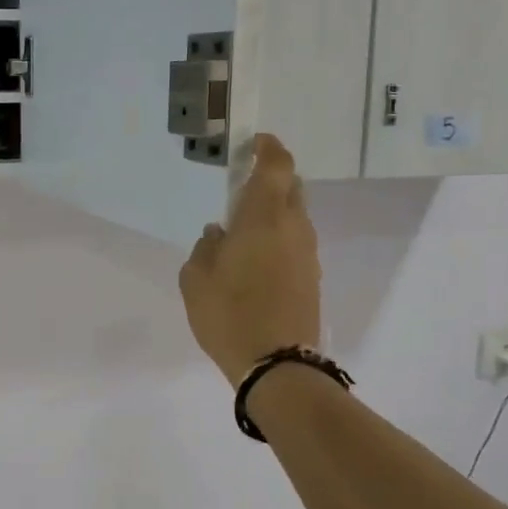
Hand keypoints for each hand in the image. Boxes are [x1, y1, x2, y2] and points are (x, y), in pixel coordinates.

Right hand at [178, 135, 320, 386]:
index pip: (276, 165)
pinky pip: (295, 243)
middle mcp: (294, 227)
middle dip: (269, 180)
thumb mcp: (195, 279)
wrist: (277, 365)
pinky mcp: (312, 278)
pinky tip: (254, 262)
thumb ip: (205, 247)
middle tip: (240, 191)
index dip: (267, 147)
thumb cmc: (229, 314)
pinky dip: (278, 239)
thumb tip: (218, 233)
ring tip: (242, 233)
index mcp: (264, 217)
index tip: (252, 143)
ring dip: (273, 213)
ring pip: (295, 217)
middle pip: (290, 187)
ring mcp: (308, 253)